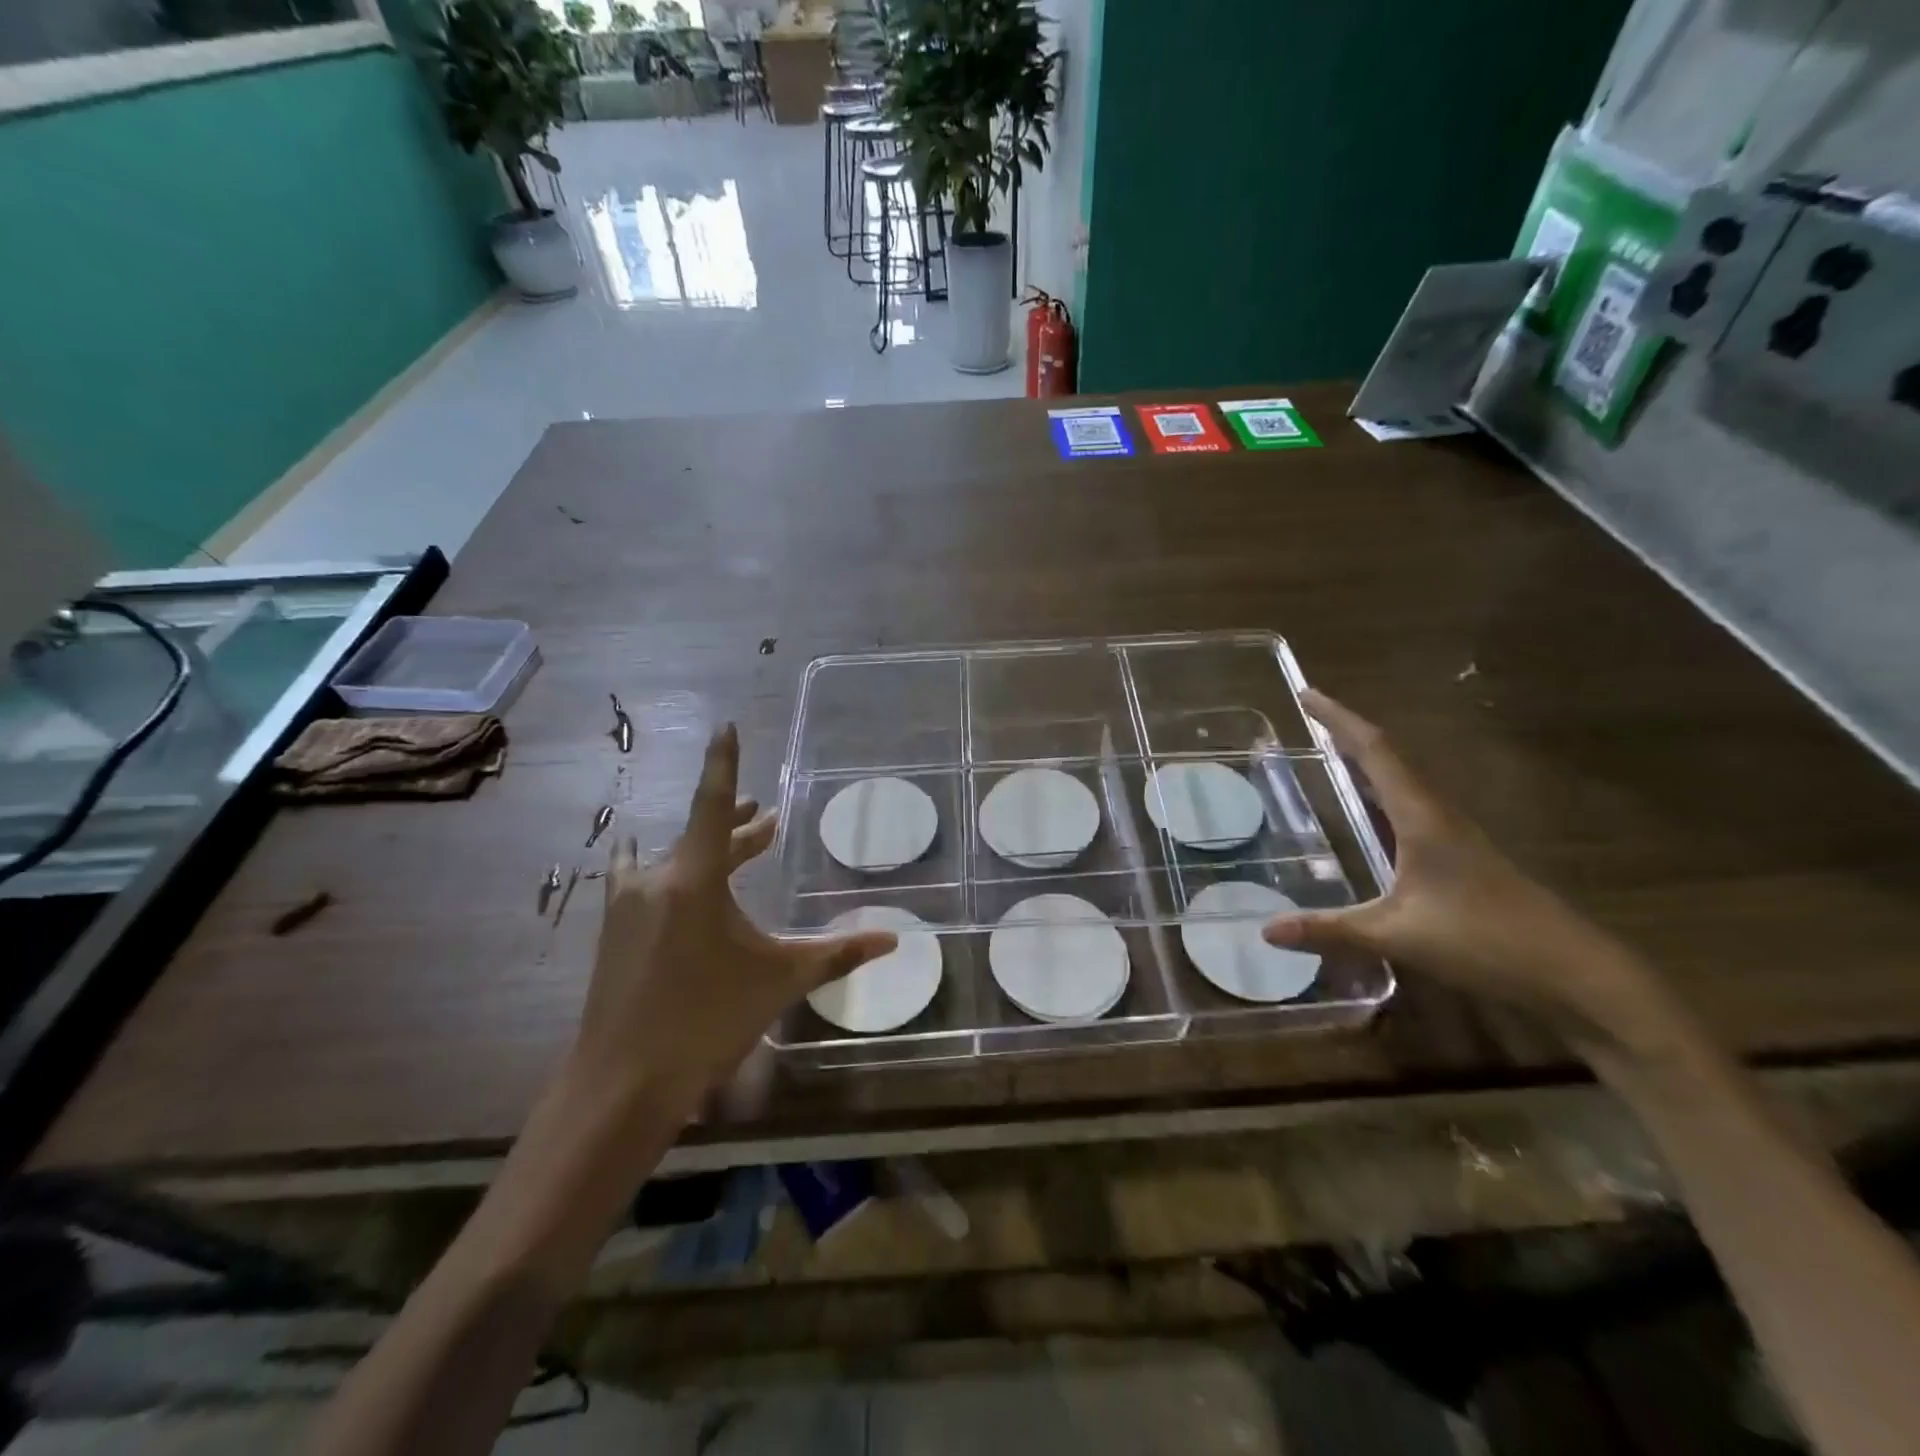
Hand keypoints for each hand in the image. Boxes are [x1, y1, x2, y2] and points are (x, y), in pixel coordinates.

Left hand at [569, 724, 897, 1113]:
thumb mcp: (779, 981)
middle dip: (737, 825)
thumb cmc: (706, 1022)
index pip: (713, 805)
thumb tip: (893, 939)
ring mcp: (628, 905)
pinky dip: (666, 869)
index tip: (726, 725)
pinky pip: (642, 880)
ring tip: (735, 839)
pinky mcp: (614, 931)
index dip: (723, 763)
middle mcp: (656, 880)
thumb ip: (837, 953)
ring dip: (707, 849)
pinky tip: (660, 876)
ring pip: (674, 859)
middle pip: (702, 836)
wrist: (622, 1083)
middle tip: (764, 818)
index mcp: (694, 880)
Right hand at [1264, 691, 1660, 1040]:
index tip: (1305, 693)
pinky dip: (1381, 792)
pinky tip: (1370, 811)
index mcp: (1423, 817)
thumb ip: (1330, 929)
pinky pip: (1410, 806)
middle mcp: (1439, 814)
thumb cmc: (1485, 941)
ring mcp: (1455, 835)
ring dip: (1367, 760)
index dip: (1339, 719)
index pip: (1375, 750)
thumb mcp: (1397, 935)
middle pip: (1389, 756)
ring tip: (1330, 752)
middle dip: (1348, 733)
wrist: (1575, 974)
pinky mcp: (1462, 857)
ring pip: (1403, 781)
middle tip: (1309, 716)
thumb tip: (1267, 930)